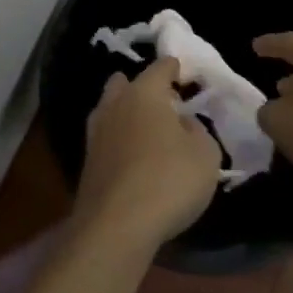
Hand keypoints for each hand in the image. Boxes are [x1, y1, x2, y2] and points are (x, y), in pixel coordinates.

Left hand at [75, 57, 221, 252]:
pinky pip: (107, 138)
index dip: (174, 67)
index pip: (160, 67)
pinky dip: (120, 140)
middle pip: (125, 83)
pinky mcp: (87, 161)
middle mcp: (115, 105)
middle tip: (164, 102)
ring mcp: (96, 133)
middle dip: (142, 87)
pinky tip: (134, 155)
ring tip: (149, 129)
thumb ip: (198, 131)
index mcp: (144, 93)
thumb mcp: (205, 155)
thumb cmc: (169, 181)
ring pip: (110, 109)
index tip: (184, 72)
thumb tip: (183, 123)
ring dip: (126, 113)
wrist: (116, 225)